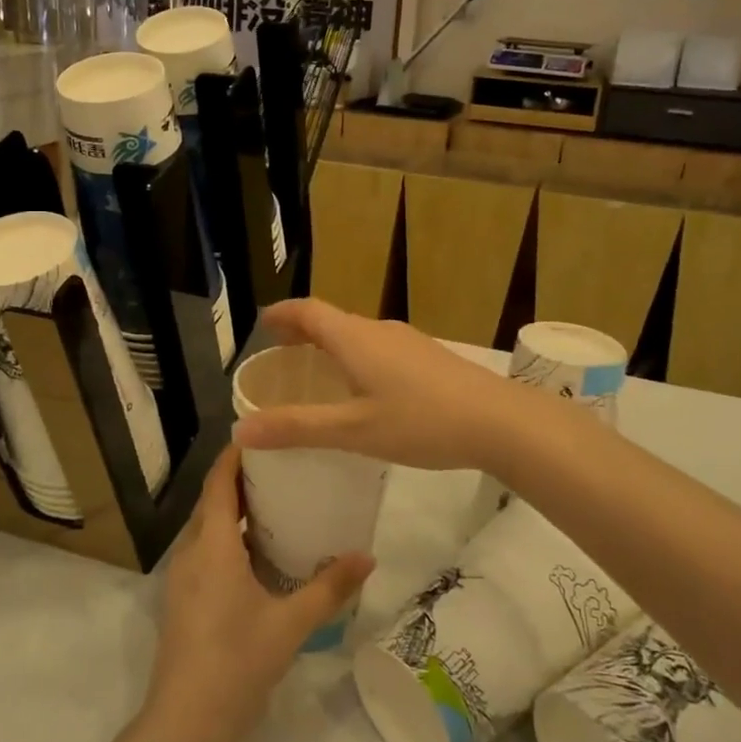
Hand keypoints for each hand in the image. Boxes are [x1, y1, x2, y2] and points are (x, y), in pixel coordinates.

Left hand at [143, 444, 372, 741]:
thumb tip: (368, 555)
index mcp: (212, 546)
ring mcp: (182, 578)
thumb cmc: (236, 663)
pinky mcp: (183, 601)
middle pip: (212, 500)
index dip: (236, 454)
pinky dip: (228, 539)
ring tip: (277, 503)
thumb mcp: (291, 624)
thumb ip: (330, 588)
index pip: (219, 482)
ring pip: (207, 528)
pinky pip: (205, 552)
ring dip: (234, 510)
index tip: (265, 433)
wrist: (184, 725)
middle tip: (284, 467)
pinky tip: (259, 554)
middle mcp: (191, 552)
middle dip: (241, 479)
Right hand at [233, 299, 555, 472]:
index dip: (282, 314)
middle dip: (304, 332)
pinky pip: (380, 349)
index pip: (308, 311)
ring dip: (332, 346)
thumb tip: (241, 429)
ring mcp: (409, 342)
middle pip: (333, 320)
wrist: (499, 420)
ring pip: (359, 336)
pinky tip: (366, 391)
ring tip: (318, 374)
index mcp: (355, 338)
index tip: (262, 323)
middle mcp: (379, 331)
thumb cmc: (420, 421)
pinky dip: (357, 359)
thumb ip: (298, 428)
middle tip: (282, 355)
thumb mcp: (353, 430)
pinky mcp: (429, 358)